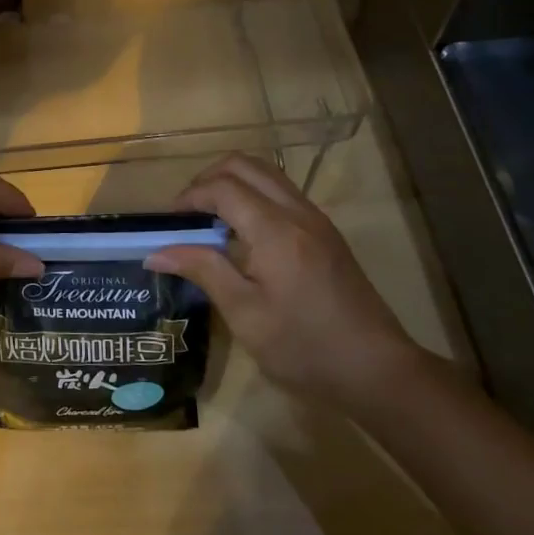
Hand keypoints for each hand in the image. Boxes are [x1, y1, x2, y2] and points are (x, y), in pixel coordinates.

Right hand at [145, 154, 423, 408]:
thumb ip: (203, 270)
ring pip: (266, 174)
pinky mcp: (325, 234)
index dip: (188, 197)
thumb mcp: (245, 314)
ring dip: (231, 185)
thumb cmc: (304, 347)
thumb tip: (156, 252)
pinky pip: (281, 193)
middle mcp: (297, 212)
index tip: (166, 224)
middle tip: (186, 215)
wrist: (377, 369)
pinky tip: (241, 236)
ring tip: (209, 222)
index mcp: (275, 230)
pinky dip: (252, 197)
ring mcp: (316, 220)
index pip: (222, 187)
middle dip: (207, 180)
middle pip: (245, 165)